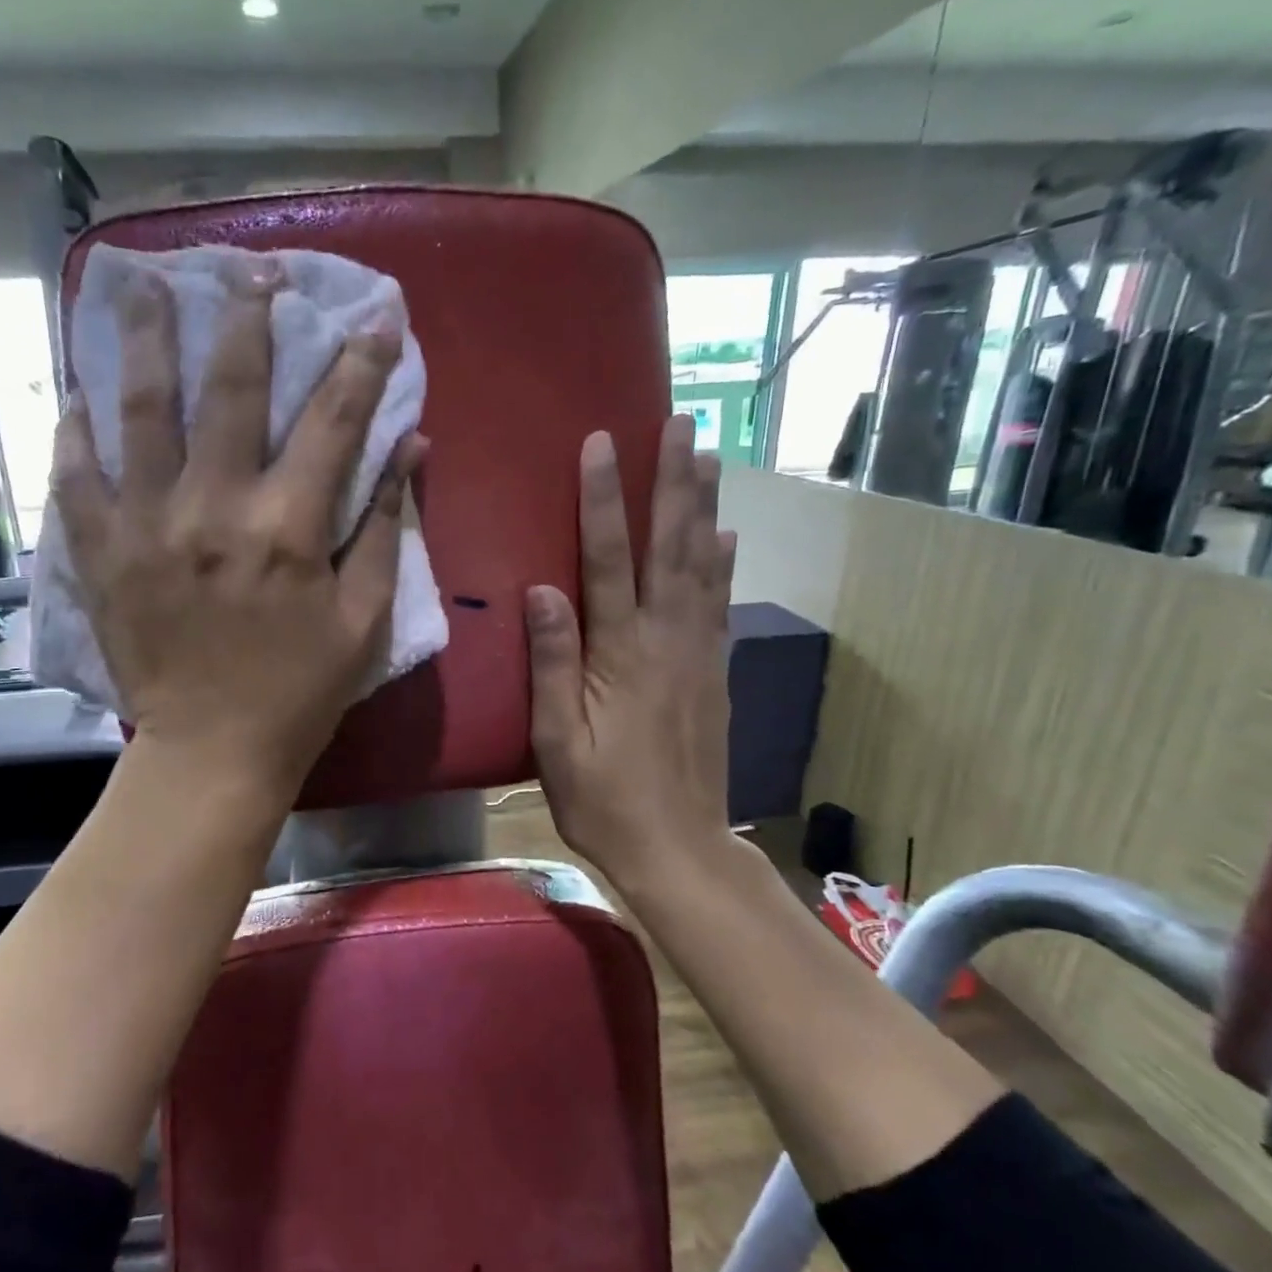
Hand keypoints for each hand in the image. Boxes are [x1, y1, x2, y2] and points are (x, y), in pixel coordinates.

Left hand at [52, 255, 425, 799]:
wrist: (212, 752)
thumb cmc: (302, 692)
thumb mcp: (365, 621)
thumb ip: (386, 530)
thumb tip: (410, 451)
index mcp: (289, 530)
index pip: (333, 422)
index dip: (360, 363)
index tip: (377, 318)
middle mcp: (214, 510)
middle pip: (231, 390)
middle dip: (248, 319)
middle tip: (253, 267)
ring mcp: (147, 527)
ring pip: (141, 411)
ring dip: (146, 341)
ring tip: (145, 285)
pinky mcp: (101, 554)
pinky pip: (77, 476)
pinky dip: (75, 428)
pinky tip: (76, 388)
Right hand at [526, 414, 750, 894]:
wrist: (678, 848)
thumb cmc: (603, 799)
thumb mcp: (557, 742)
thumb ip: (553, 663)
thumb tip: (542, 590)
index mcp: (622, 654)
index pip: (610, 559)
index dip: (606, 499)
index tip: (604, 442)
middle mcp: (668, 640)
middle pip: (672, 546)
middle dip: (674, 481)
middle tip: (683, 423)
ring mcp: (699, 654)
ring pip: (705, 565)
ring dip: (705, 507)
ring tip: (710, 456)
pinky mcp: (715, 673)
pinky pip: (721, 604)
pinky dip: (726, 562)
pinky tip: (728, 536)